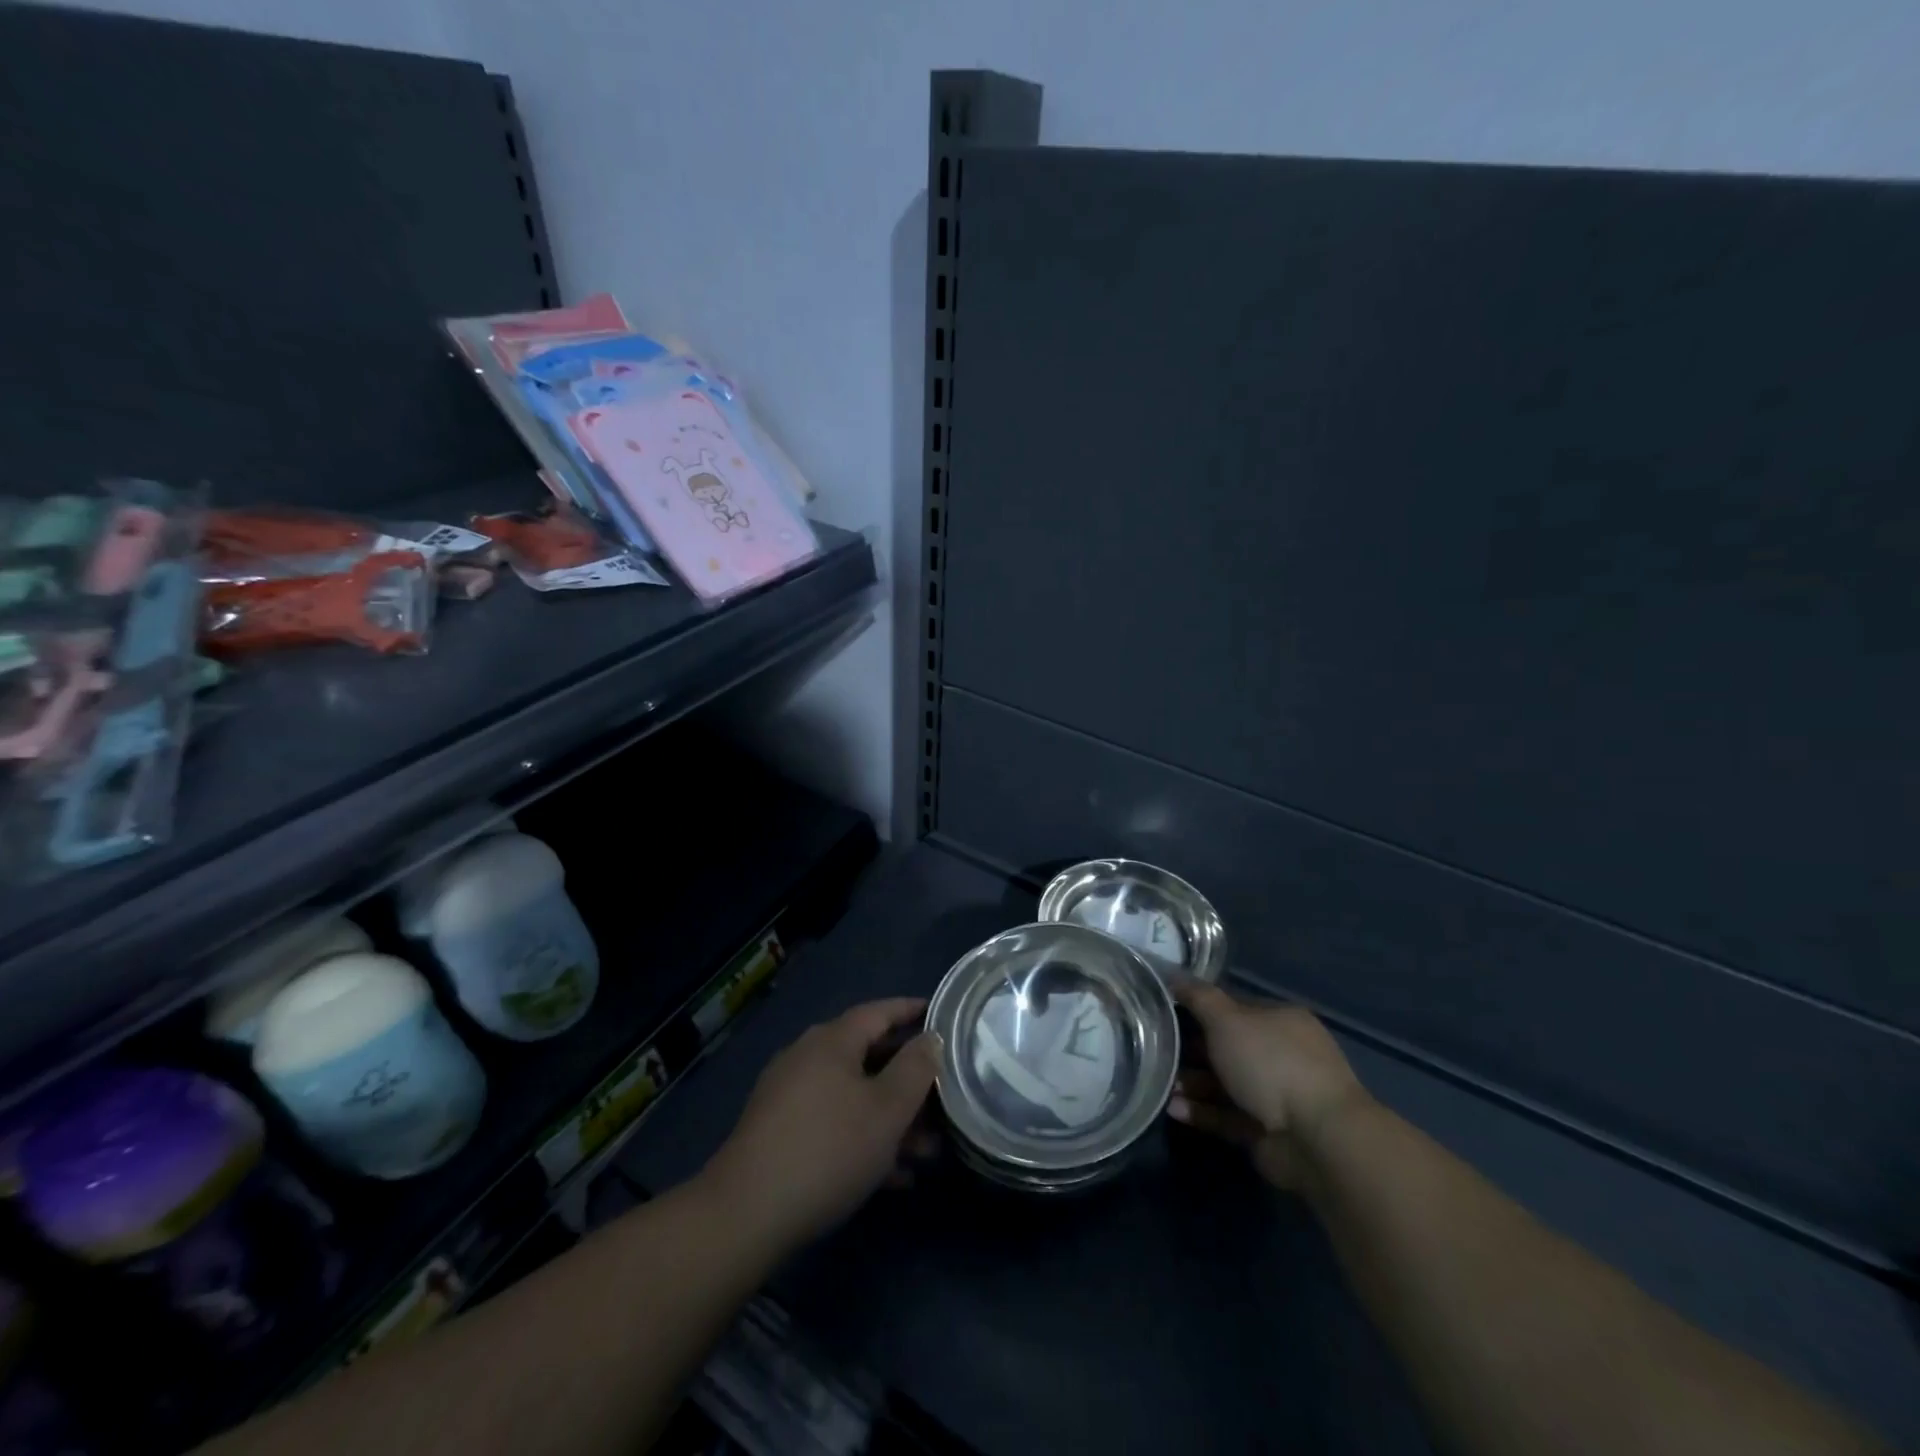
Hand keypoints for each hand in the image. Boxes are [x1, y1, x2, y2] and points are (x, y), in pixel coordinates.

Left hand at [700, 998, 939, 1251]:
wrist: (745, 1215)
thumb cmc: (828, 1149)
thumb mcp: (887, 1110)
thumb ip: (916, 1069)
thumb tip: (930, 1038)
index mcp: (832, 1040)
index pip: (880, 1011)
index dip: (913, 1011)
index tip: (943, 1017)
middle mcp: (808, 1058)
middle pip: (869, 1057)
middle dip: (909, 1081)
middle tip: (945, 1099)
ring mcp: (789, 1096)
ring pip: (854, 1096)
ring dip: (892, 1118)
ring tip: (927, 1151)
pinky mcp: (778, 1134)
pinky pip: (834, 1124)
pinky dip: (864, 1139)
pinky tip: (893, 1176)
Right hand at [1168, 981, 1370, 1190]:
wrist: (1316, 1137)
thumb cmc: (1270, 1063)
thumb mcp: (1227, 1019)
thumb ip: (1198, 997)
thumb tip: (1173, 974)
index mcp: (1281, 1020)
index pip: (1234, 1008)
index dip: (1200, 1009)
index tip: (1166, 1014)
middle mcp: (1282, 1054)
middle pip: (1228, 1048)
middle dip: (1192, 1052)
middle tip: (1158, 1053)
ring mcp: (1278, 1094)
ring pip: (1226, 1084)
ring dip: (1193, 1084)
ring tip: (1162, 1086)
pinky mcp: (1268, 1131)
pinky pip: (1228, 1116)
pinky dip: (1203, 1112)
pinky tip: (1173, 1109)